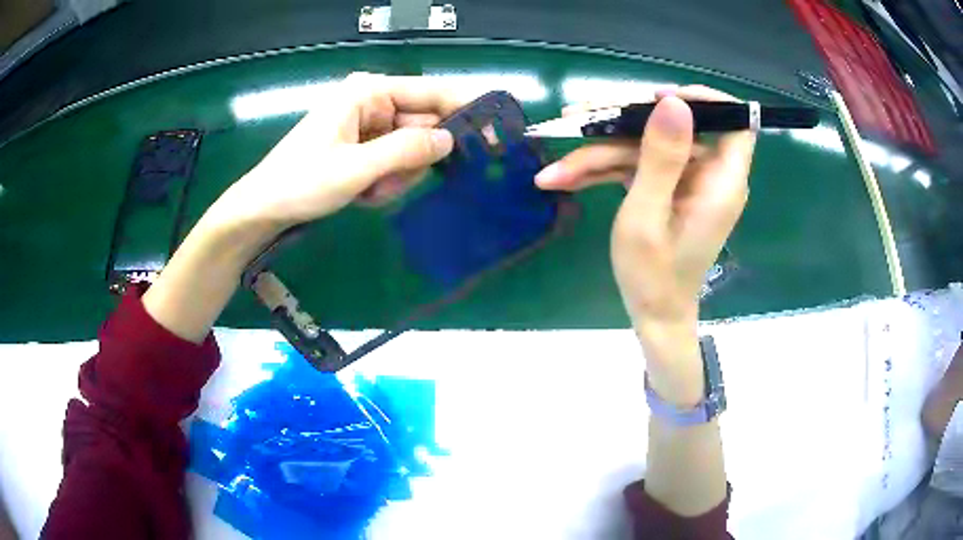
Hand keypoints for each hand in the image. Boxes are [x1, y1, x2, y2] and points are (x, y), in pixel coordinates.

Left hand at [143, 74, 462, 342]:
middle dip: (412, 160)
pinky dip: (385, 181)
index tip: (490, 137)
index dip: (463, 112)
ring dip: (396, 176)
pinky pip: (393, 161)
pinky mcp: (362, 145)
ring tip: (367, 191)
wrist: (263, 209)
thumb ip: (406, 150)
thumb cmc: (301, 183)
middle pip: (422, 125)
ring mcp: (367, 124)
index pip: (431, 93)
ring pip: (409, 148)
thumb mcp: (356, 169)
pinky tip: (362, 193)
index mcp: (368, 92)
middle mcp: (372, 101)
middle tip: (388, 185)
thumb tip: (451, 139)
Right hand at [536, 85, 755, 402]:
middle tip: (573, 120)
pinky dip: (603, 170)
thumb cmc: (653, 277)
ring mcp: (686, 181)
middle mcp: (709, 175)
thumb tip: (673, 102)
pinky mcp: (667, 188)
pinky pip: (638, 165)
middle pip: (673, 127)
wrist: (652, 315)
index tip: (657, 98)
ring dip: (598, 152)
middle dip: (620, 123)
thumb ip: (661, 158)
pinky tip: (564, 179)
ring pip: (645, 145)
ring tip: (553, 171)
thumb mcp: (649, 216)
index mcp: (721, 181)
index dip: (702, 101)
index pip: (734, 121)